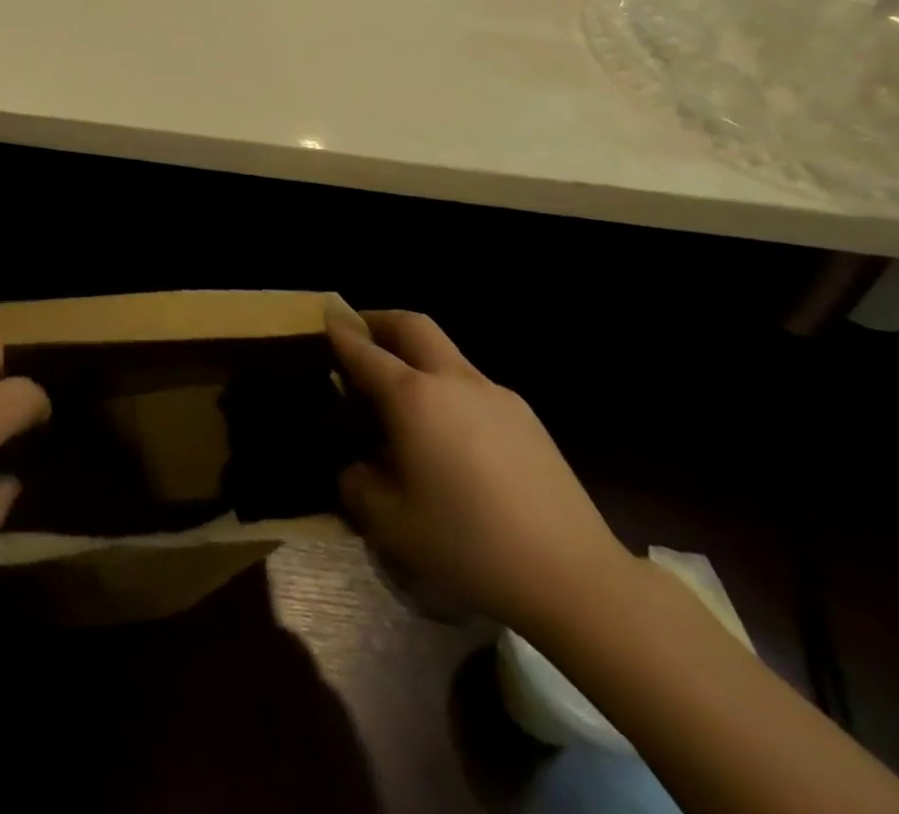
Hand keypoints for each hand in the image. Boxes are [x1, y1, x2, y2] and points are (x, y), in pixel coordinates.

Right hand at [328, 308, 632, 635]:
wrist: (575, 577)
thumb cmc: (469, 545)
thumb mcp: (390, 524)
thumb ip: (357, 483)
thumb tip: (357, 465)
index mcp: (414, 398)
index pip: (365, 352)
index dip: (340, 334)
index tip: (324, 320)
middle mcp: (454, 381)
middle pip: (413, 326)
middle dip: (380, 321)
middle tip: (359, 335)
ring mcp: (497, 395)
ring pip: (446, 354)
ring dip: (416, 357)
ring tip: (401, 397)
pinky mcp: (527, 418)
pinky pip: (473, 386)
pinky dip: (446, 389)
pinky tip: (448, 436)